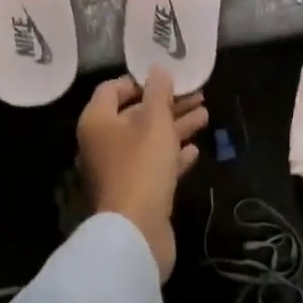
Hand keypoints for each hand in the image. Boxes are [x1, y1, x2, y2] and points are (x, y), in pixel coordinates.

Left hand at [77, 68, 208, 281]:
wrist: (136, 234)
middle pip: (135, 115)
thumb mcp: (155, 122)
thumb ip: (158, 93)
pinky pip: (154, 166)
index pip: (112, 89)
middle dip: (167, 104)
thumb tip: (157, 68)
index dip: (138, 81)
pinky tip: (195, 150)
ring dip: (176, 127)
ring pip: (148, 140)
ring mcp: (118, 171)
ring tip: (205, 116)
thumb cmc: (141, 166)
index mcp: (97, 122)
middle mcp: (102, 144)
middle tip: (197, 95)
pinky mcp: (134, 194)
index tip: (165, 79)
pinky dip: (173, 156)